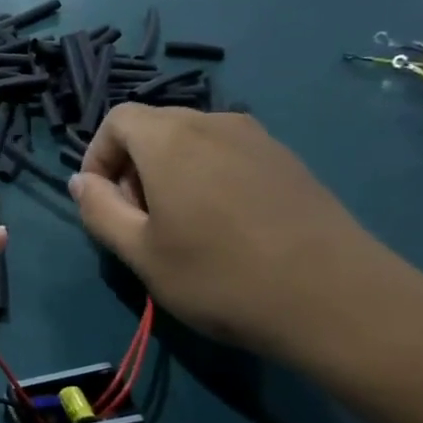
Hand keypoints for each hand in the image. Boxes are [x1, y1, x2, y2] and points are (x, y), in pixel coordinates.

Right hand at [68, 107, 402, 358]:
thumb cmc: (221, 277)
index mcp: (170, 138)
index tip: (102, 202)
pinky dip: (208, 177)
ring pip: (192, 141)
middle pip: (154, 127)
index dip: (98, 156)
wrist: (340, 302)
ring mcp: (258, 139)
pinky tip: (225, 228)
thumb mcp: (139, 253)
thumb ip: (99, 210)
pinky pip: (228, 154)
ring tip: (181, 227)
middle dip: (132, 167)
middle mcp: (213, 123)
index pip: (117, 120)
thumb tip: (82, 182)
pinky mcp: (289, 161)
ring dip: (170, 173)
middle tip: (138, 221)